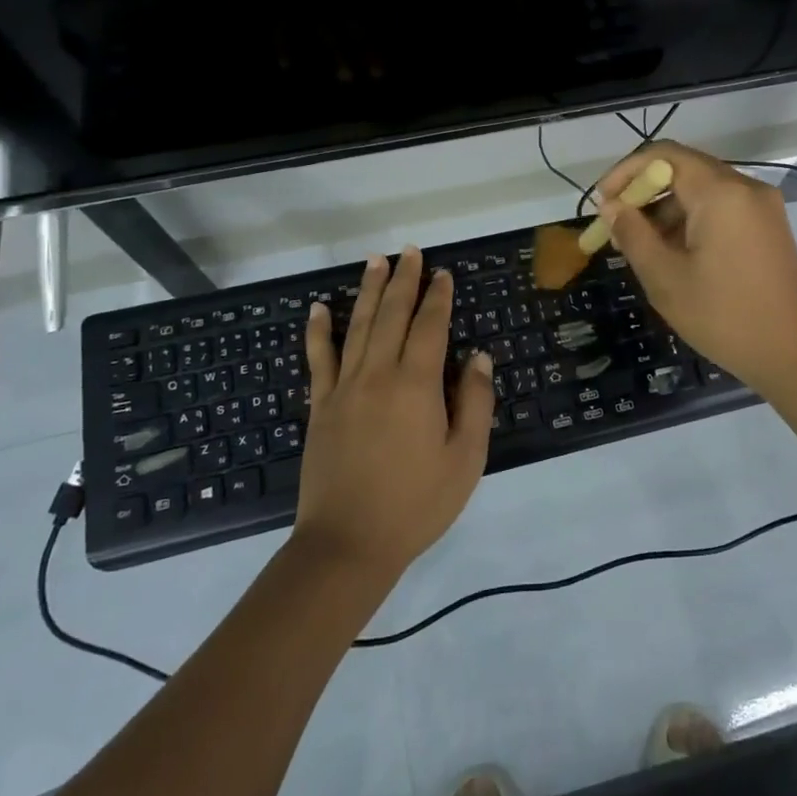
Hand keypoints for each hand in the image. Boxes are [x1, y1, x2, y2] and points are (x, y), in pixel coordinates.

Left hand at [294, 247, 494, 579]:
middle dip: (403, 281)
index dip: (438, 297)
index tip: (443, 273)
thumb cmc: (416, 504)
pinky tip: (317, 309)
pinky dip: (318, 331)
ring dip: (367, 291)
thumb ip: (475, 403)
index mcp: (416, 385)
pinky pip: (318, 359)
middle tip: (409, 251)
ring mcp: (343, 388)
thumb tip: (478, 357)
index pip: (429, 327)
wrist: (348, 544)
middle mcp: (378, 375)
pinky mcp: (320, 407)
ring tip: (375, 261)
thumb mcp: (465, 459)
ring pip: (356, 327)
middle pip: (391, 316)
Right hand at [595, 142, 796, 394]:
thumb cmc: (724, 317)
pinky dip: (691, 221)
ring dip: (666, 210)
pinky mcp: (769, 228)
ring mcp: (762, 208)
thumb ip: (633, 234)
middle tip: (616, 229)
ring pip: (702, 191)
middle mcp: (746, 188)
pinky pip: (722, 209)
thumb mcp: (666, 278)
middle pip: (684, 170)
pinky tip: (673, 254)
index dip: (626, 172)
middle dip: (644, 194)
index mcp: (721, 193)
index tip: (603, 204)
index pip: (663, 155)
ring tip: (639, 248)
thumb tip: (611, 206)